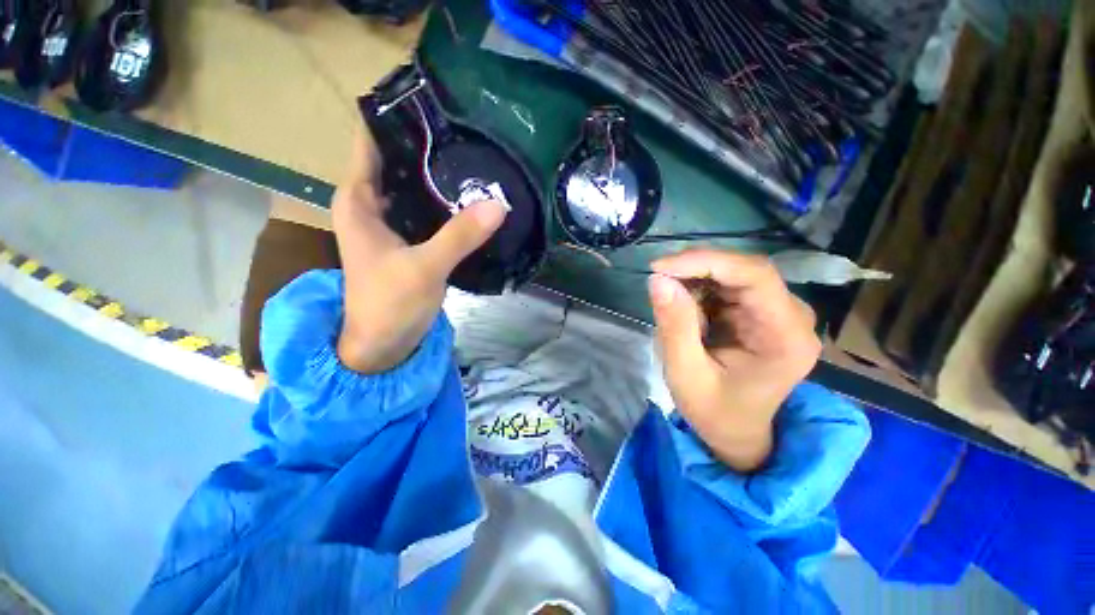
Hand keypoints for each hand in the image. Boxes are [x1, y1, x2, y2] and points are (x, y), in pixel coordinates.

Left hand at [332, 131, 507, 373]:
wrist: (382, 345)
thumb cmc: (390, 304)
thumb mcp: (425, 267)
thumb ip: (460, 235)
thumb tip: (498, 203)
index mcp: (359, 200)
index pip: (372, 141)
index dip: (398, 121)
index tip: (435, 106)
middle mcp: (371, 204)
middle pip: (397, 162)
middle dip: (427, 147)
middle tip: (467, 132)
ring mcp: (391, 224)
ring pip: (413, 187)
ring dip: (438, 176)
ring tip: (473, 158)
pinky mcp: (408, 241)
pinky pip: (426, 210)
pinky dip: (443, 203)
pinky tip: (468, 198)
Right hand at [648, 250, 821, 472]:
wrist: (736, 432)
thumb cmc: (714, 412)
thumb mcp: (685, 374)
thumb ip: (674, 326)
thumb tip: (658, 280)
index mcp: (786, 338)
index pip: (755, 276)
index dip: (705, 261)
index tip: (660, 268)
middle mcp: (792, 317)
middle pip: (744, 270)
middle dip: (695, 270)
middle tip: (657, 281)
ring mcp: (780, 312)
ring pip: (733, 274)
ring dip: (695, 281)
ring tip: (671, 307)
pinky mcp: (762, 312)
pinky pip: (728, 285)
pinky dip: (699, 290)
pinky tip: (686, 311)